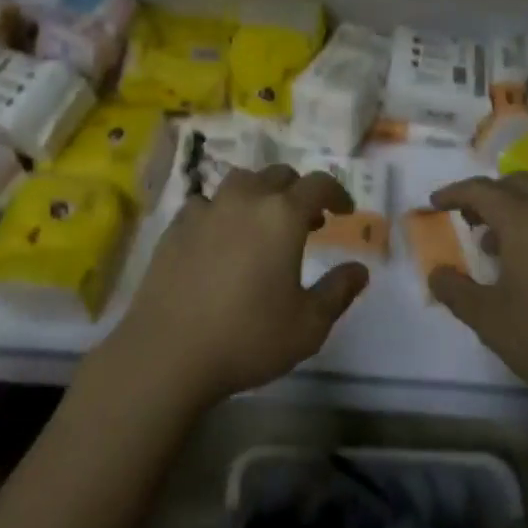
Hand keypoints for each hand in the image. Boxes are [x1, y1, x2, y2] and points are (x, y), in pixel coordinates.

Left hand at [109, 164, 369, 406]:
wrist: (168, 352)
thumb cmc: (248, 337)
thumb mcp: (308, 325)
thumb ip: (338, 292)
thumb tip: (359, 270)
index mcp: (282, 215)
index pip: (318, 184)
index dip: (336, 192)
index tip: (345, 210)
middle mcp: (245, 199)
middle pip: (278, 175)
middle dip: (298, 191)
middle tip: (308, 221)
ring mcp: (206, 209)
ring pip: (240, 182)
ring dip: (259, 194)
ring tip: (262, 224)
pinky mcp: (176, 226)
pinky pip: (206, 203)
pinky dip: (222, 212)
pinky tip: (219, 239)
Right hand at [427, 174, 527, 411]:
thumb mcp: (489, 320)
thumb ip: (455, 291)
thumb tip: (437, 273)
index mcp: (525, 219)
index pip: (481, 190)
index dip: (454, 193)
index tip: (436, 203)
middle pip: (519, 184)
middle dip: (491, 195)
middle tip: (472, 218)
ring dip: (523, 213)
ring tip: (508, 248)